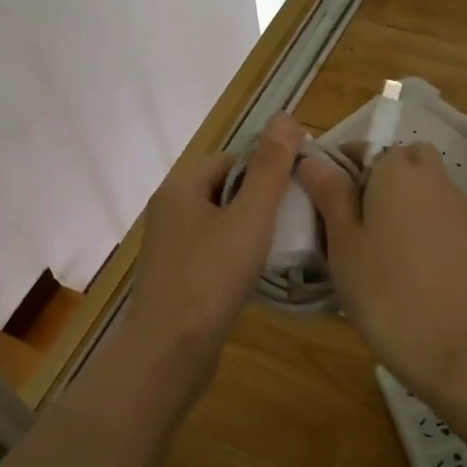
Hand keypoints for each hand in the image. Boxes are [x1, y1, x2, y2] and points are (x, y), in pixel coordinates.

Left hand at [126, 113, 303, 368]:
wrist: (170, 350)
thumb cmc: (211, 278)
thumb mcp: (250, 217)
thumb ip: (270, 168)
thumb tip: (285, 116)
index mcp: (181, 188)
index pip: (229, 159)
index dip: (265, 168)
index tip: (298, 189)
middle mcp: (168, 212)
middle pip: (223, 191)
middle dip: (259, 201)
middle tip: (296, 219)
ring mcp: (168, 249)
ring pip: (218, 225)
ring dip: (249, 231)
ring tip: (283, 246)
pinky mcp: (174, 279)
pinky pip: (211, 254)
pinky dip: (234, 258)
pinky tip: (256, 275)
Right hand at [297, 142, 466, 402]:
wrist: (462, 349)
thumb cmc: (388, 292)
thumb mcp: (344, 243)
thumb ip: (330, 196)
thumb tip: (312, 159)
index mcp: (397, 169)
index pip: (360, 148)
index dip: (334, 169)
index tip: (315, 204)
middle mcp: (432, 179)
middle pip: (397, 163)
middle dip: (371, 181)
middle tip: (344, 222)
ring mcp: (455, 210)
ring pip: (416, 191)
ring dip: (392, 206)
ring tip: (364, 251)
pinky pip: (431, 218)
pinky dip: (412, 229)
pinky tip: (395, 268)